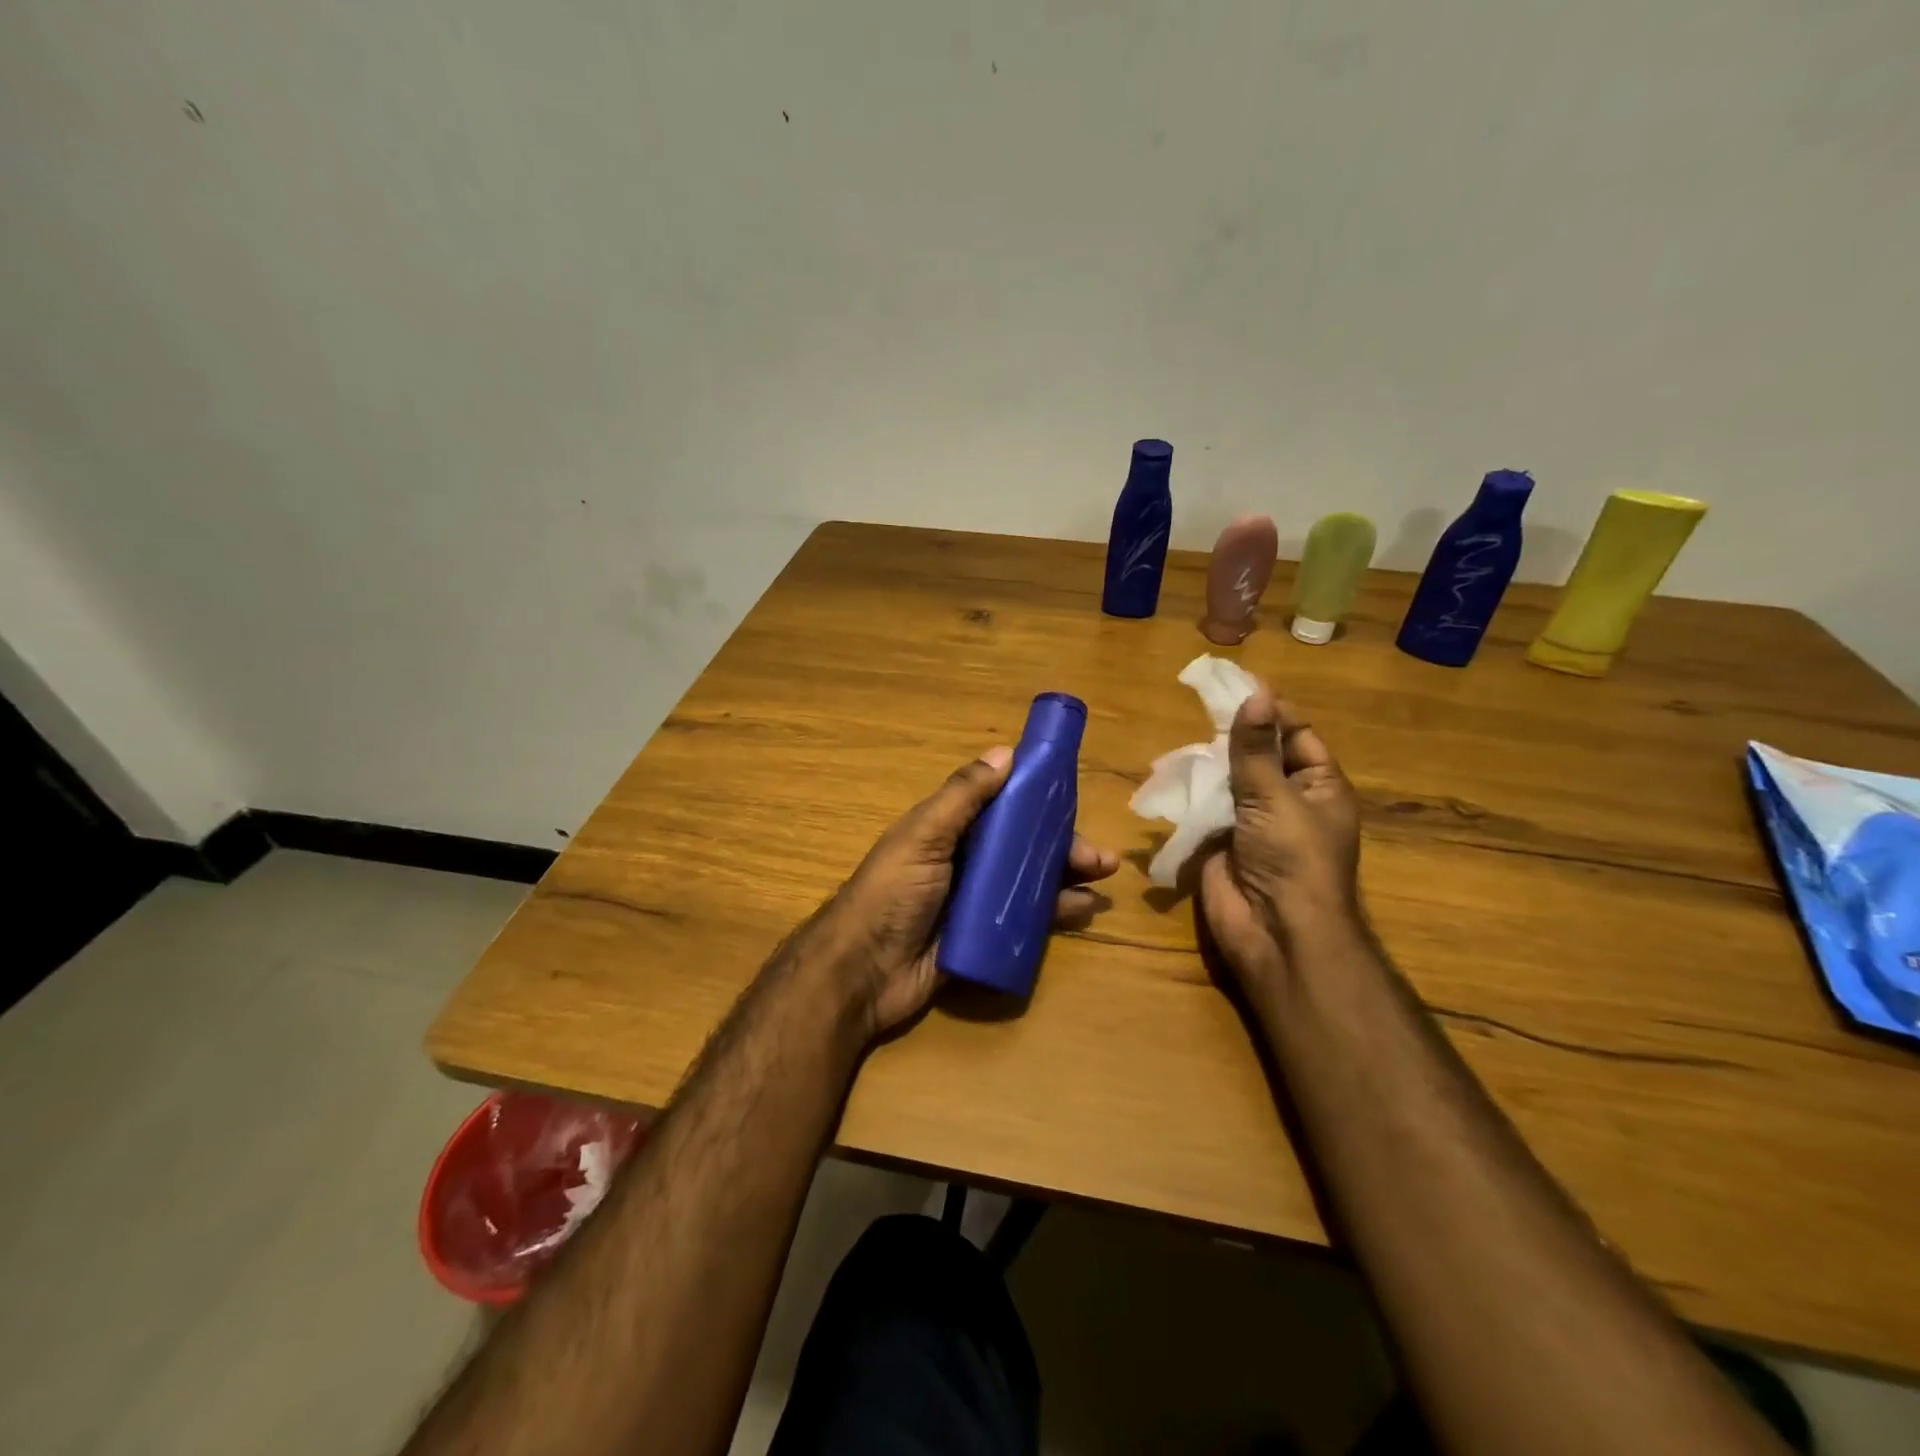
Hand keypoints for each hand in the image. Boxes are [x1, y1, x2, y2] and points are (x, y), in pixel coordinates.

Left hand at [825, 745, 1120, 1036]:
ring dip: (1066, 878)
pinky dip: (1054, 914)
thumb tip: (1007, 752)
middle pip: (1024, 847)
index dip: (1037, 802)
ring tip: (1101, 881)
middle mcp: (966, 861)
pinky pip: (1025, 921)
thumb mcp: (923, 836)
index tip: (1073, 800)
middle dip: (1062, 847)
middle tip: (1101, 858)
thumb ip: (962, 797)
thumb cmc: (890, 894)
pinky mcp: (983, 938)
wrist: (862, 973)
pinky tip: (1081, 911)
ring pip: (1030, 882)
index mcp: (949, 831)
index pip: (1002, 807)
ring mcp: (975, 902)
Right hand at [1197, 687, 1362, 984]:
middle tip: (1200, 705)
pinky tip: (1169, 772)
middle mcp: (1287, 800)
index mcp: (1318, 786)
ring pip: (1228, 780)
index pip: (1296, 734)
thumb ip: (1256, 749)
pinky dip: (1190, 791)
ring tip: (1183, 738)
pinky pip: (1205, 807)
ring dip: (1208, 763)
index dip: (1270, 710)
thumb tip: (1254, 696)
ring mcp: (1253, 822)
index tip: (1237, 684)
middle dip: (1232, 735)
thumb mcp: (1276, 796)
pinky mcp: (1221, 841)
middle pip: (1259, 755)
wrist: (1274, 932)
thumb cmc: (1293, 858)